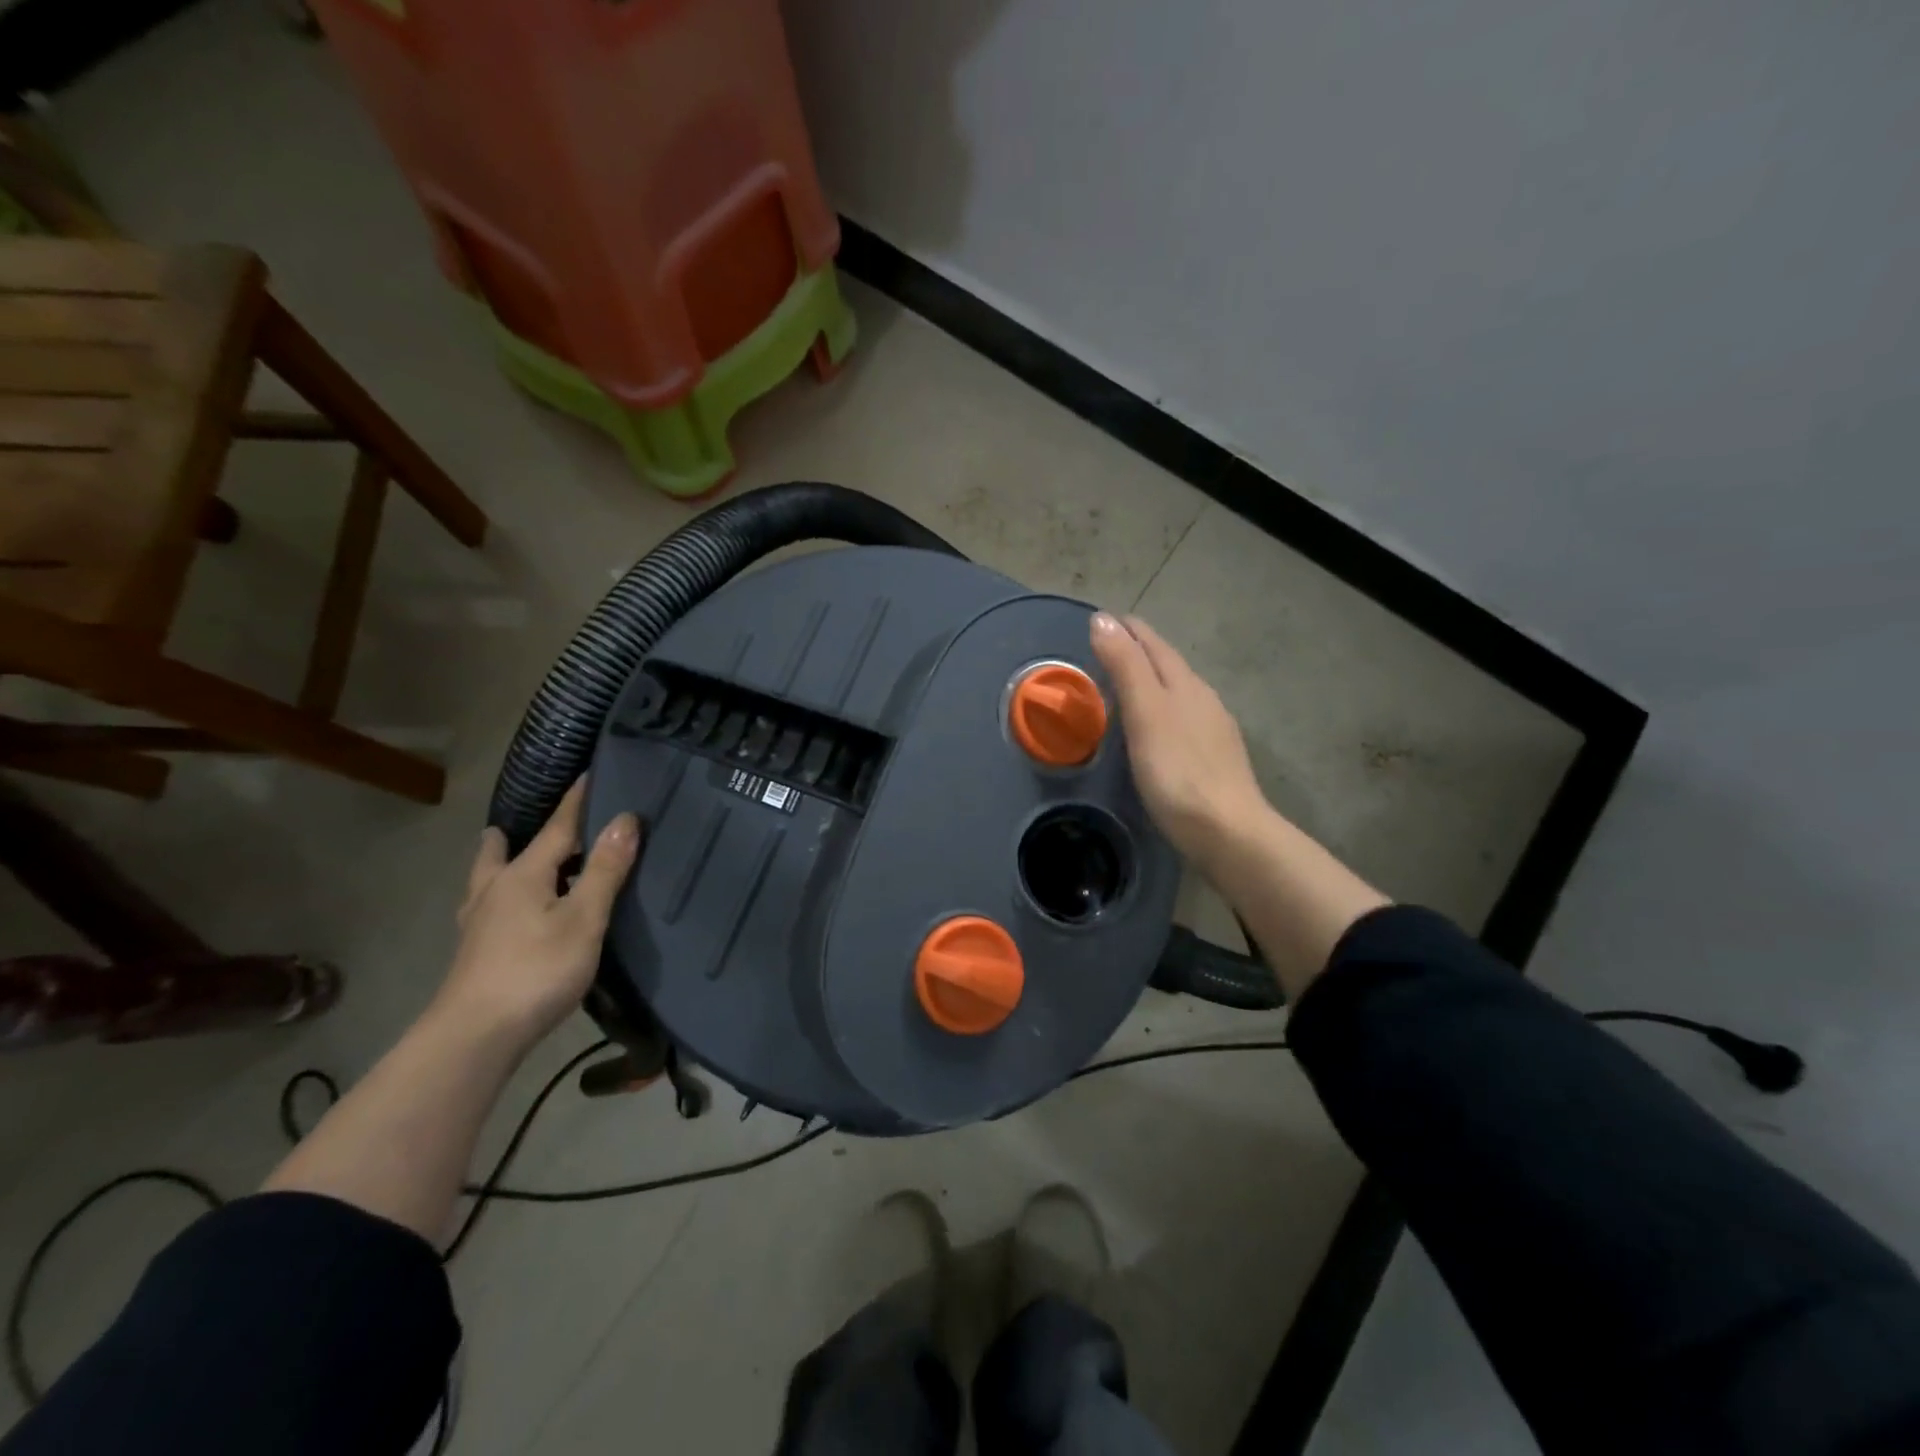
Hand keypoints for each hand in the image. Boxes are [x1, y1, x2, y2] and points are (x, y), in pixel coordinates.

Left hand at [440, 780, 640, 1044]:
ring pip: (485, 882)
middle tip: (515, 823)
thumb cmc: (536, 970)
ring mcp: (479, 925)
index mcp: (523, 875)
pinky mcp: (474, 954)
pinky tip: (504, 916)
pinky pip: (486, 910)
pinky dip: (497, 898)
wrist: (474, 1038)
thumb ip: (605, 870)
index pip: (557, 827)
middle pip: (501, 852)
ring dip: (495, 864)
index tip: (589, 774)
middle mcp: (495, 891)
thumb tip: (625, 818)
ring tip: (502, 858)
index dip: (577, 801)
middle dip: (511, 835)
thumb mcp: (583, 918)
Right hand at [1090, 612, 1266, 868]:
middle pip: (1168, 665)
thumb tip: (1103, 618)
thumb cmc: (1178, 772)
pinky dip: (1162, 711)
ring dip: (1151, 682)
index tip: (1102, 620)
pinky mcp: (1215, 759)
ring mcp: (1214, 730)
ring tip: (1124, 686)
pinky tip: (1155, 730)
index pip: (1153, 644)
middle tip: (1106, 649)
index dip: (1128, 629)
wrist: (1228, 832)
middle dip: (1139, 652)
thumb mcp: (1145, 713)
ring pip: (1178, 692)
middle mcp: (1204, 699)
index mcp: (1185, 684)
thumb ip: (1125, 666)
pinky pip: (1183, 720)